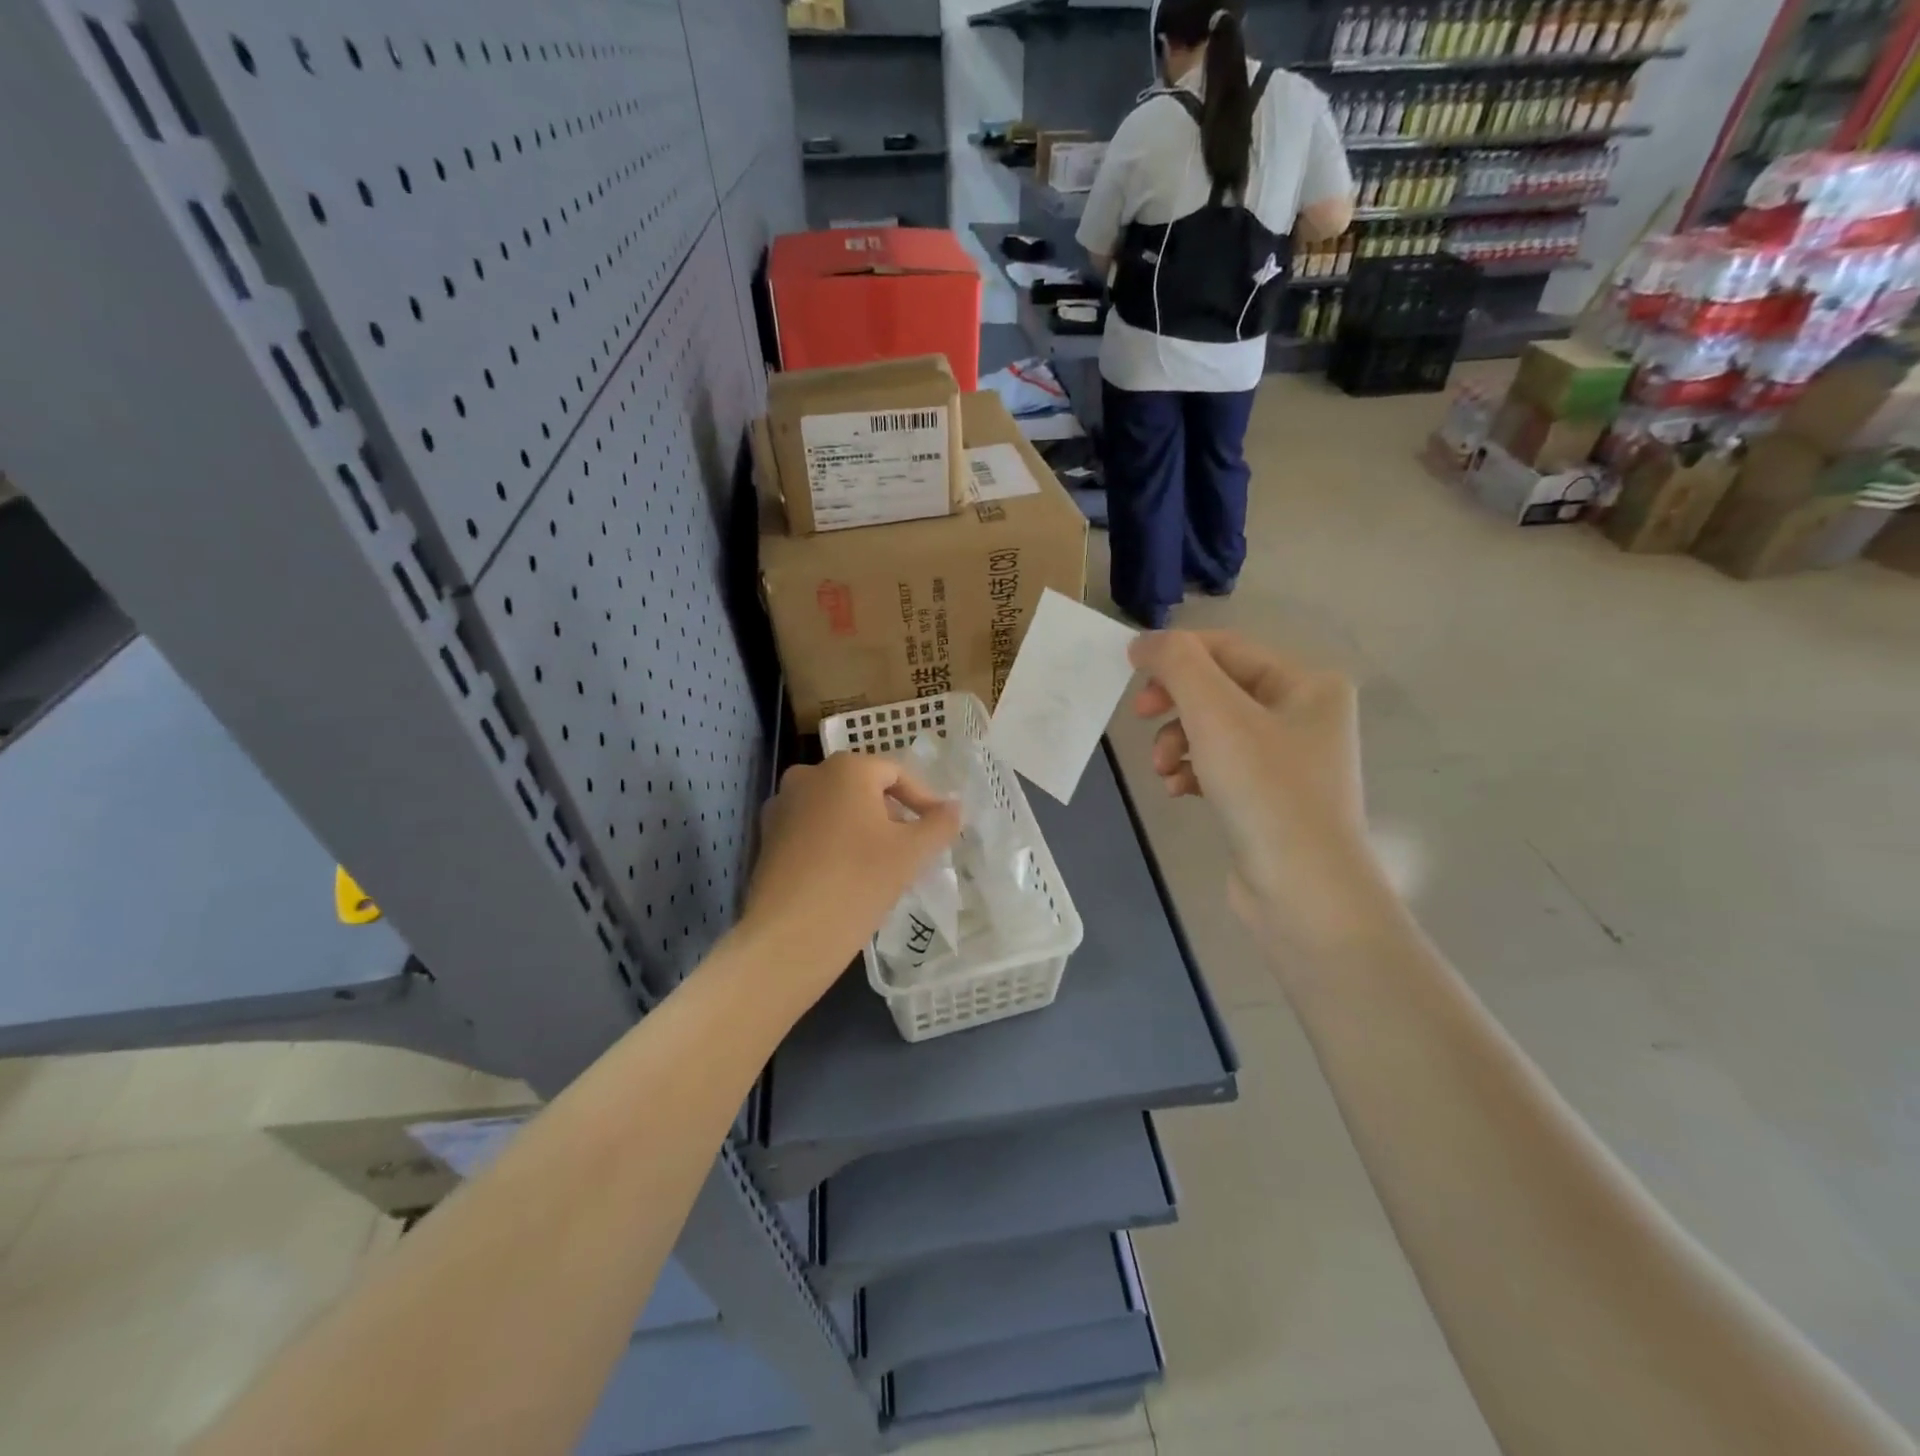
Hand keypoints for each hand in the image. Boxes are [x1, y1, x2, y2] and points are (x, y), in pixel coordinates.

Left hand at [741, 753, 961, 997]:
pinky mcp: (766, 838)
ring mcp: (782, 806)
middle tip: (912, 847)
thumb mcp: (912, 852)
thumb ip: (939, 823)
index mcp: (846, 768)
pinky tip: (847, 875)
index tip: (939, 829)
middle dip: (891, 814)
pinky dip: (834, 842)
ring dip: (862, 828)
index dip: (923, 799)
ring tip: (882, 864)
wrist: (790, 934)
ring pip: (836, 809)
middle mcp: (808, 775)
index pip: (896, 773)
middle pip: (863, 788)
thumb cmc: (858, 880)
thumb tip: (954, 807)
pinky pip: (812, 830)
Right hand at [1129, 630, 1393, 959]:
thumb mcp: (1216, 714)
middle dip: (1175, 705)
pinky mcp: (1269, 797)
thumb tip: (1144, 642)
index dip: (1174, 654)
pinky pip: (1219, 766)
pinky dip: (1192, 771)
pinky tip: (1177, 790)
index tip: (1128, 673)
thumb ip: (1177, 664)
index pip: (1227, 649)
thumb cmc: (1265, 790)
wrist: (1304, 891)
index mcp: (1307, 684)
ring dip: (1178, 742)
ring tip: (1163, 770)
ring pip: (1213, 730)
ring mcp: (1288, 760)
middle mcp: (1304, 715)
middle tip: (1141, 718)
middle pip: (1218, 689)